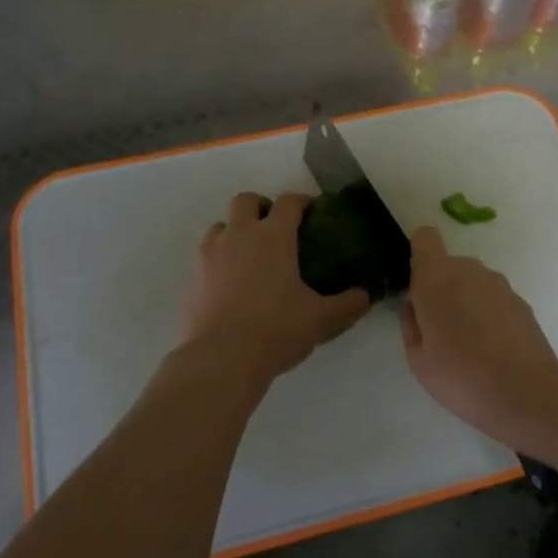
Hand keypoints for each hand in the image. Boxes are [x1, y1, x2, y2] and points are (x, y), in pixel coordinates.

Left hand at [182, 192, 370, 385]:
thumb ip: (348, 304)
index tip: (311, 212)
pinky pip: (205, 254)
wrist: (222, 358)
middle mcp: (239, 235)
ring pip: (220, 225)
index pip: (288, 202)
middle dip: (261, 207)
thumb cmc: (276, 330)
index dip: (302, 202)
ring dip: (235, 231)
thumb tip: (365, 295)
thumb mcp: (322, 319)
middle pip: (245, 200)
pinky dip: (218, 258)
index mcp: (273, 236)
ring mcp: (210, 254)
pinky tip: (229, 282)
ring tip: (249, 255)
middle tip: (275, 228)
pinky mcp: (193, 277)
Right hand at [400, 226, 557, 444]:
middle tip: (440, 332)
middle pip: (449, 266)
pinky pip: (494, 301)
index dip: (419, 255)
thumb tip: (417, 306)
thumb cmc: (460, 375)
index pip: (425, 237)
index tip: (418, 286)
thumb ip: (411, 323)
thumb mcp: (417, 358)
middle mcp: (469, 270)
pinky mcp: (521, 302)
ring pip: (473, 284)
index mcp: (436, 276)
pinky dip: (489, 317)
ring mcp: (499, 284)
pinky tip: (493, 351)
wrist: (525, 392)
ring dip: (467, 304)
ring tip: (470, 347)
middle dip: (442, 289)